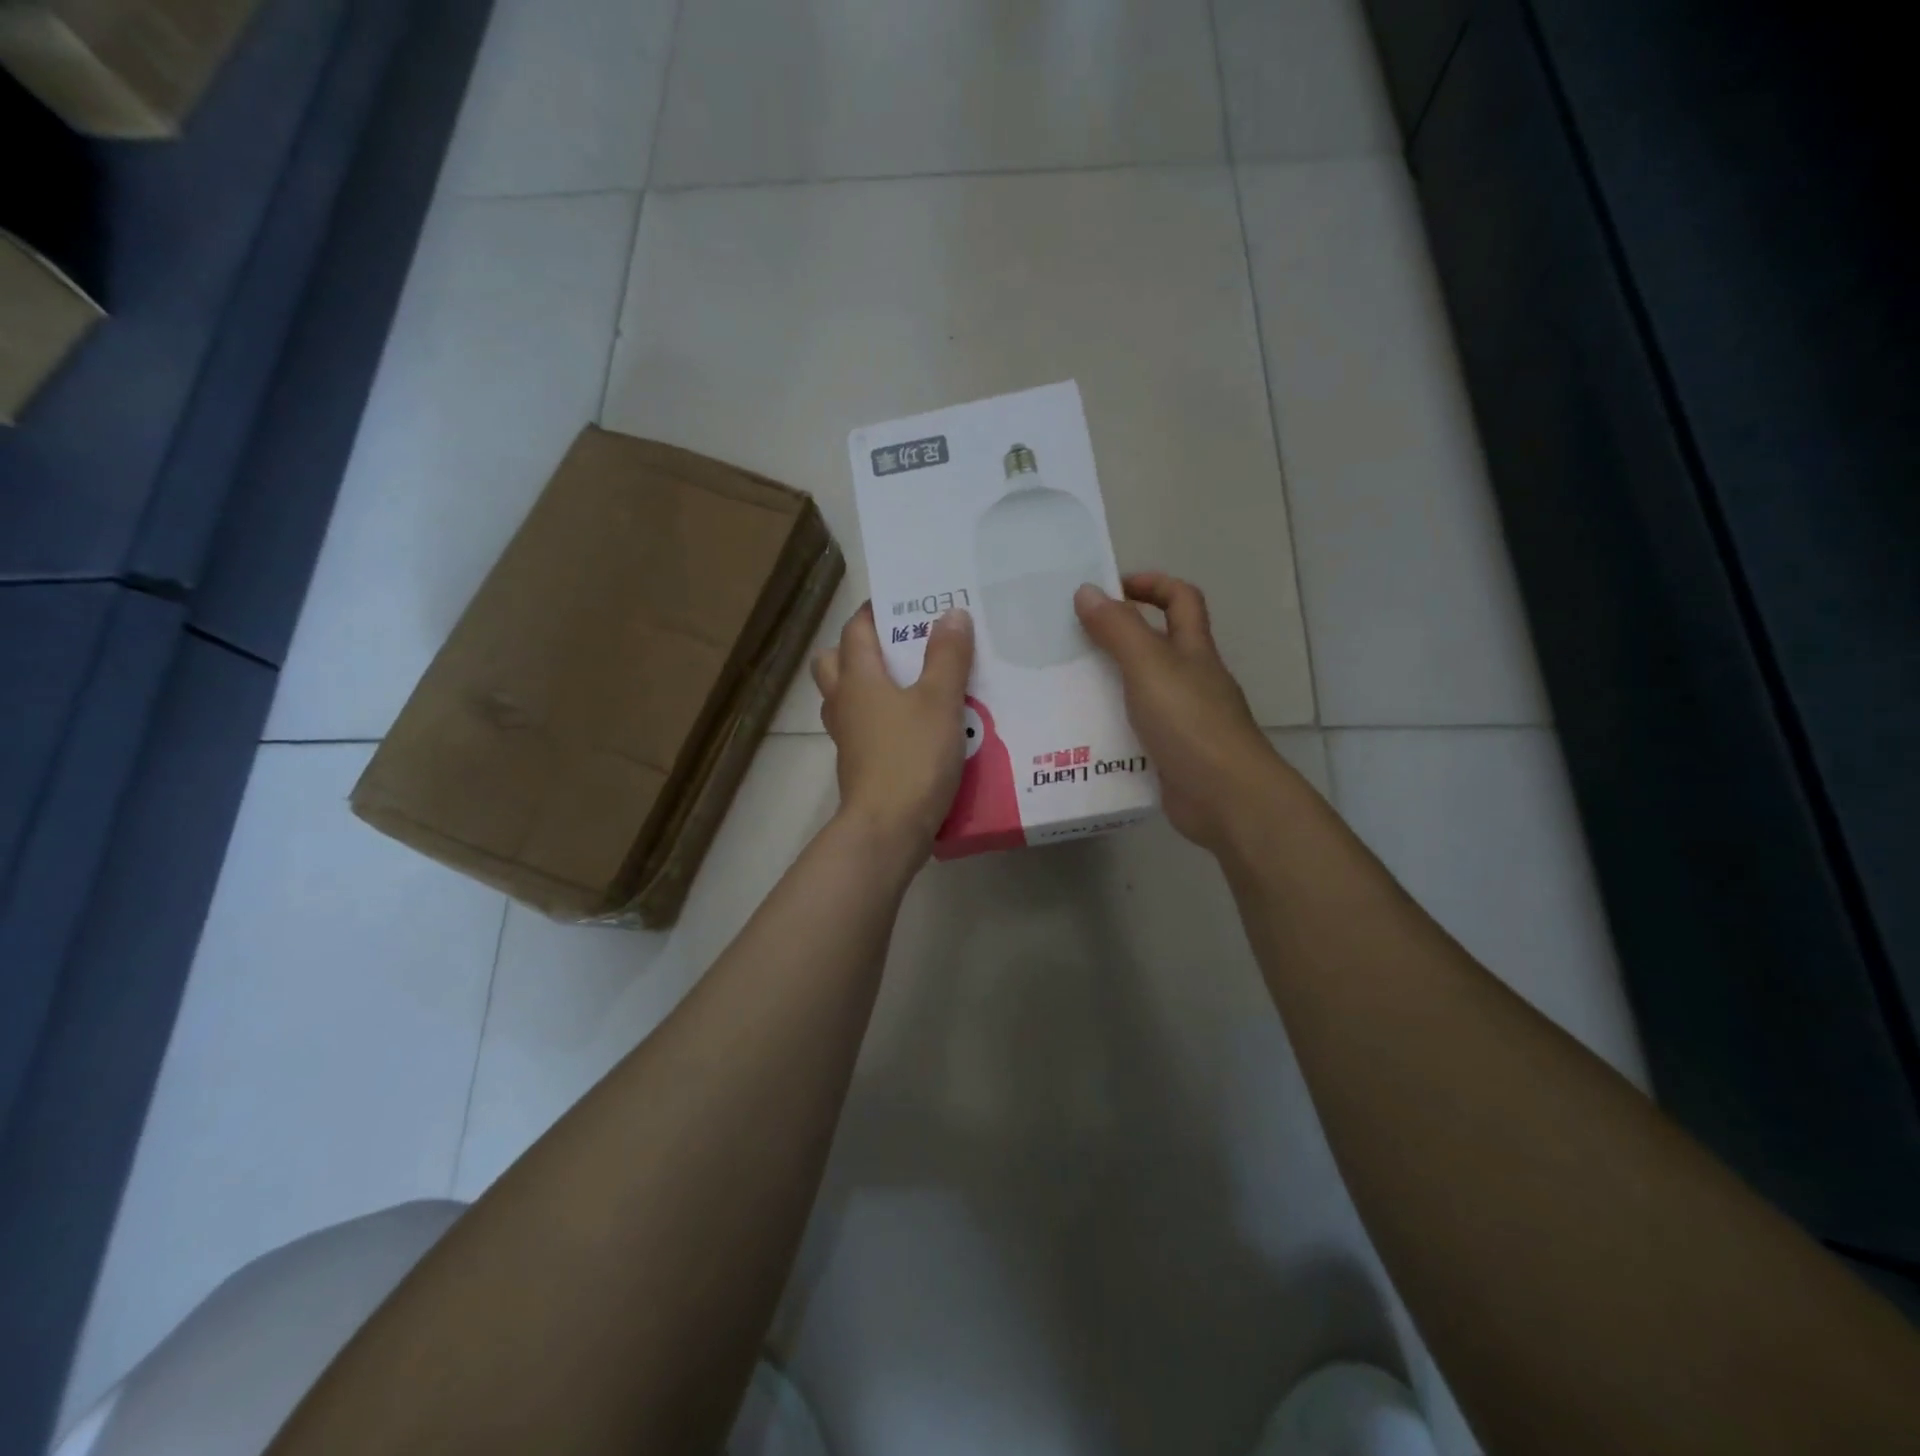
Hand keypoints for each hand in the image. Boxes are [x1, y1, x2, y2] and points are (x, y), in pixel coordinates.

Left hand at [812, 602, 973, 863]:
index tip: (903, 602)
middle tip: (901, 647)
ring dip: (869, 685)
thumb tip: (951, 613)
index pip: (855, 630)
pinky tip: (916, 726)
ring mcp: (847, 737)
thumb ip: (947, 656)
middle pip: (835, 662)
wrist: (888, 829)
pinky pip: (864, 728)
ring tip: (912, 684)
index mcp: (857, 678)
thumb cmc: (912, 757)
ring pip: (847, 697)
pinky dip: (881, 719)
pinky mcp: (859, 764)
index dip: (875, 612)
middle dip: (861, 648)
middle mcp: (844, 702)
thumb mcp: (940, 701)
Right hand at [1074, 573, 1286, 854]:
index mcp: (1193, 650)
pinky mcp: (1172, 754)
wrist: (1226, 797)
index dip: (1151, 585)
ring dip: (1109, 684)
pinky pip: (1136, 730)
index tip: (1110, 590)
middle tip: (1073, 640)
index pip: (1181, 599)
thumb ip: (1118, 630)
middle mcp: (1192, 679)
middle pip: (1158, 644)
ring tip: (1065, 687)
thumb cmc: (1191, 723)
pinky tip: (1081, 735)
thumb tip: (1087, 591)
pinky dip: (1112, 727)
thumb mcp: (1149, 667)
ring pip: (1143, 689)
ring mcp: (1184, 719)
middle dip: (1119, 636)